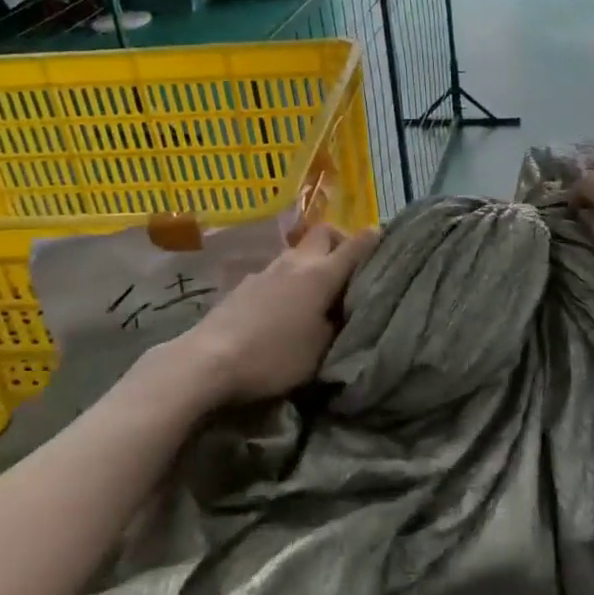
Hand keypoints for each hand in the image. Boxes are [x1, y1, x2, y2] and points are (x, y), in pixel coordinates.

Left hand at [173, 223, 380, 406]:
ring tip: (316, 293)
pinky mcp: (243, 284)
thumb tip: (345, 309)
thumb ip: (339, 324)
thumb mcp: (321, 350)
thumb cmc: (274, 357)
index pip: (356, 245)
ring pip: (298, 252)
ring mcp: (266, 270)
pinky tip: (284, 307)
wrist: (207, 361)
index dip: (374, 240)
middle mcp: (295, 263)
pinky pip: (276, 271)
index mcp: (321, 275)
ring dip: (312, 263)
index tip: (385, 240)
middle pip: (324, 233)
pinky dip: (288, 279)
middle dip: (340, 241)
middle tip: (348, 269)